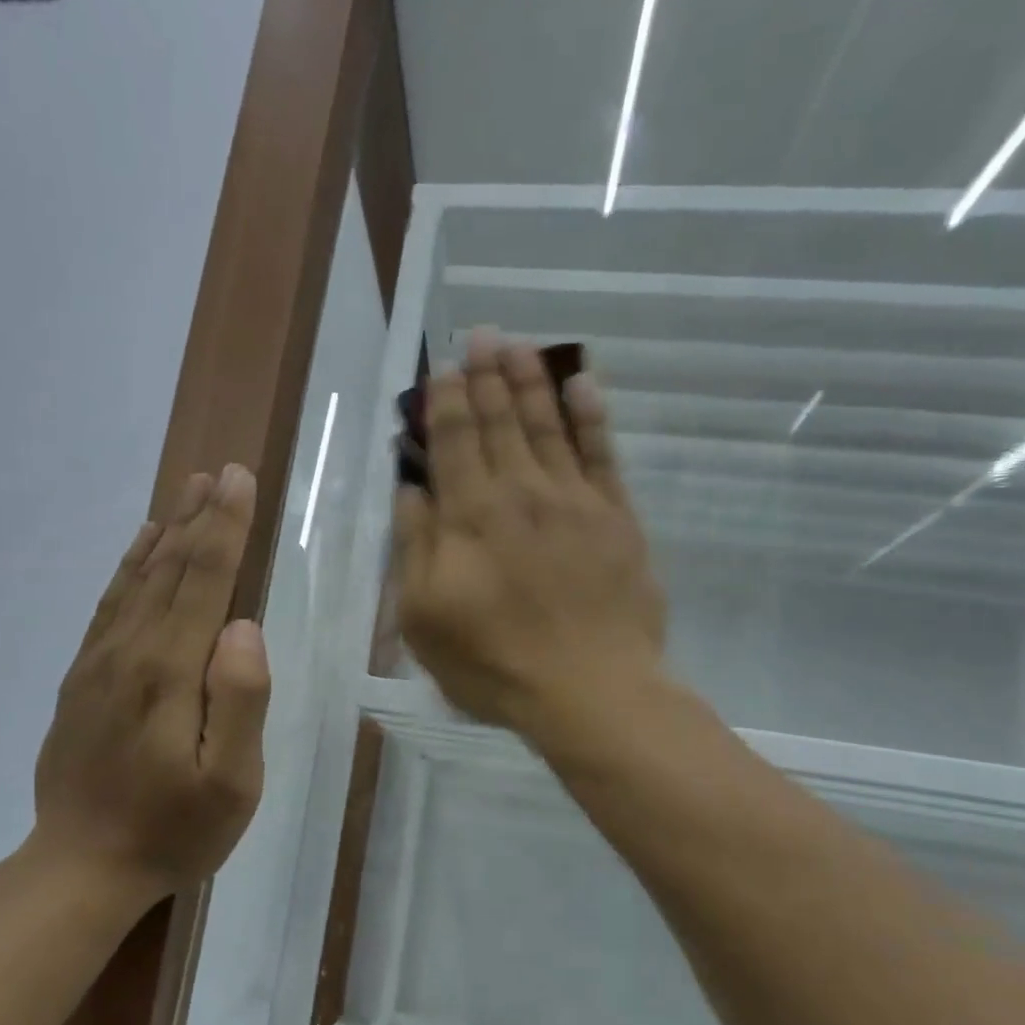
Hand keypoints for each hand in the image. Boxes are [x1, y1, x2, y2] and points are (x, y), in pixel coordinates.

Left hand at [33, 465, 271, 899]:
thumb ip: (240, 700)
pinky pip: (110, 604)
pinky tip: (142, 547)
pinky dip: (129, 566)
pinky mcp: (84, 676)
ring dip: (168, 531)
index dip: (226, 527)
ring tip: (188, 492)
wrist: (80, 866)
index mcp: (171, 671)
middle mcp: (131, 651)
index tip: (240, 480)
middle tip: (221, 472)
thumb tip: (244, 626)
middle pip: (170, 568)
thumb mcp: (230, 783)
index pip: (205, 581)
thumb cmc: (173, 830)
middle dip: (201, 516)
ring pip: (138, 578)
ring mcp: (100, 661)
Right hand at [394, 332, 664, 739]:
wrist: (589, 689)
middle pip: (500, 421)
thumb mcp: (424, 616)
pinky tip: (582, 383)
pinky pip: (602, 453)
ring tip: (518, 344)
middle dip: (486, 375)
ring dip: (530, 380)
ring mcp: (573, 500)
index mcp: (470, 516)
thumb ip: (414, 547)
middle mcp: (520, 492)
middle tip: (480, 335)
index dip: (447, 400)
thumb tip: (408, 490)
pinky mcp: (615, 517)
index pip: (454, 440)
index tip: (443, 368)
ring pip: (547, 425)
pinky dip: (591, 415)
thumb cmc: (493, 662)